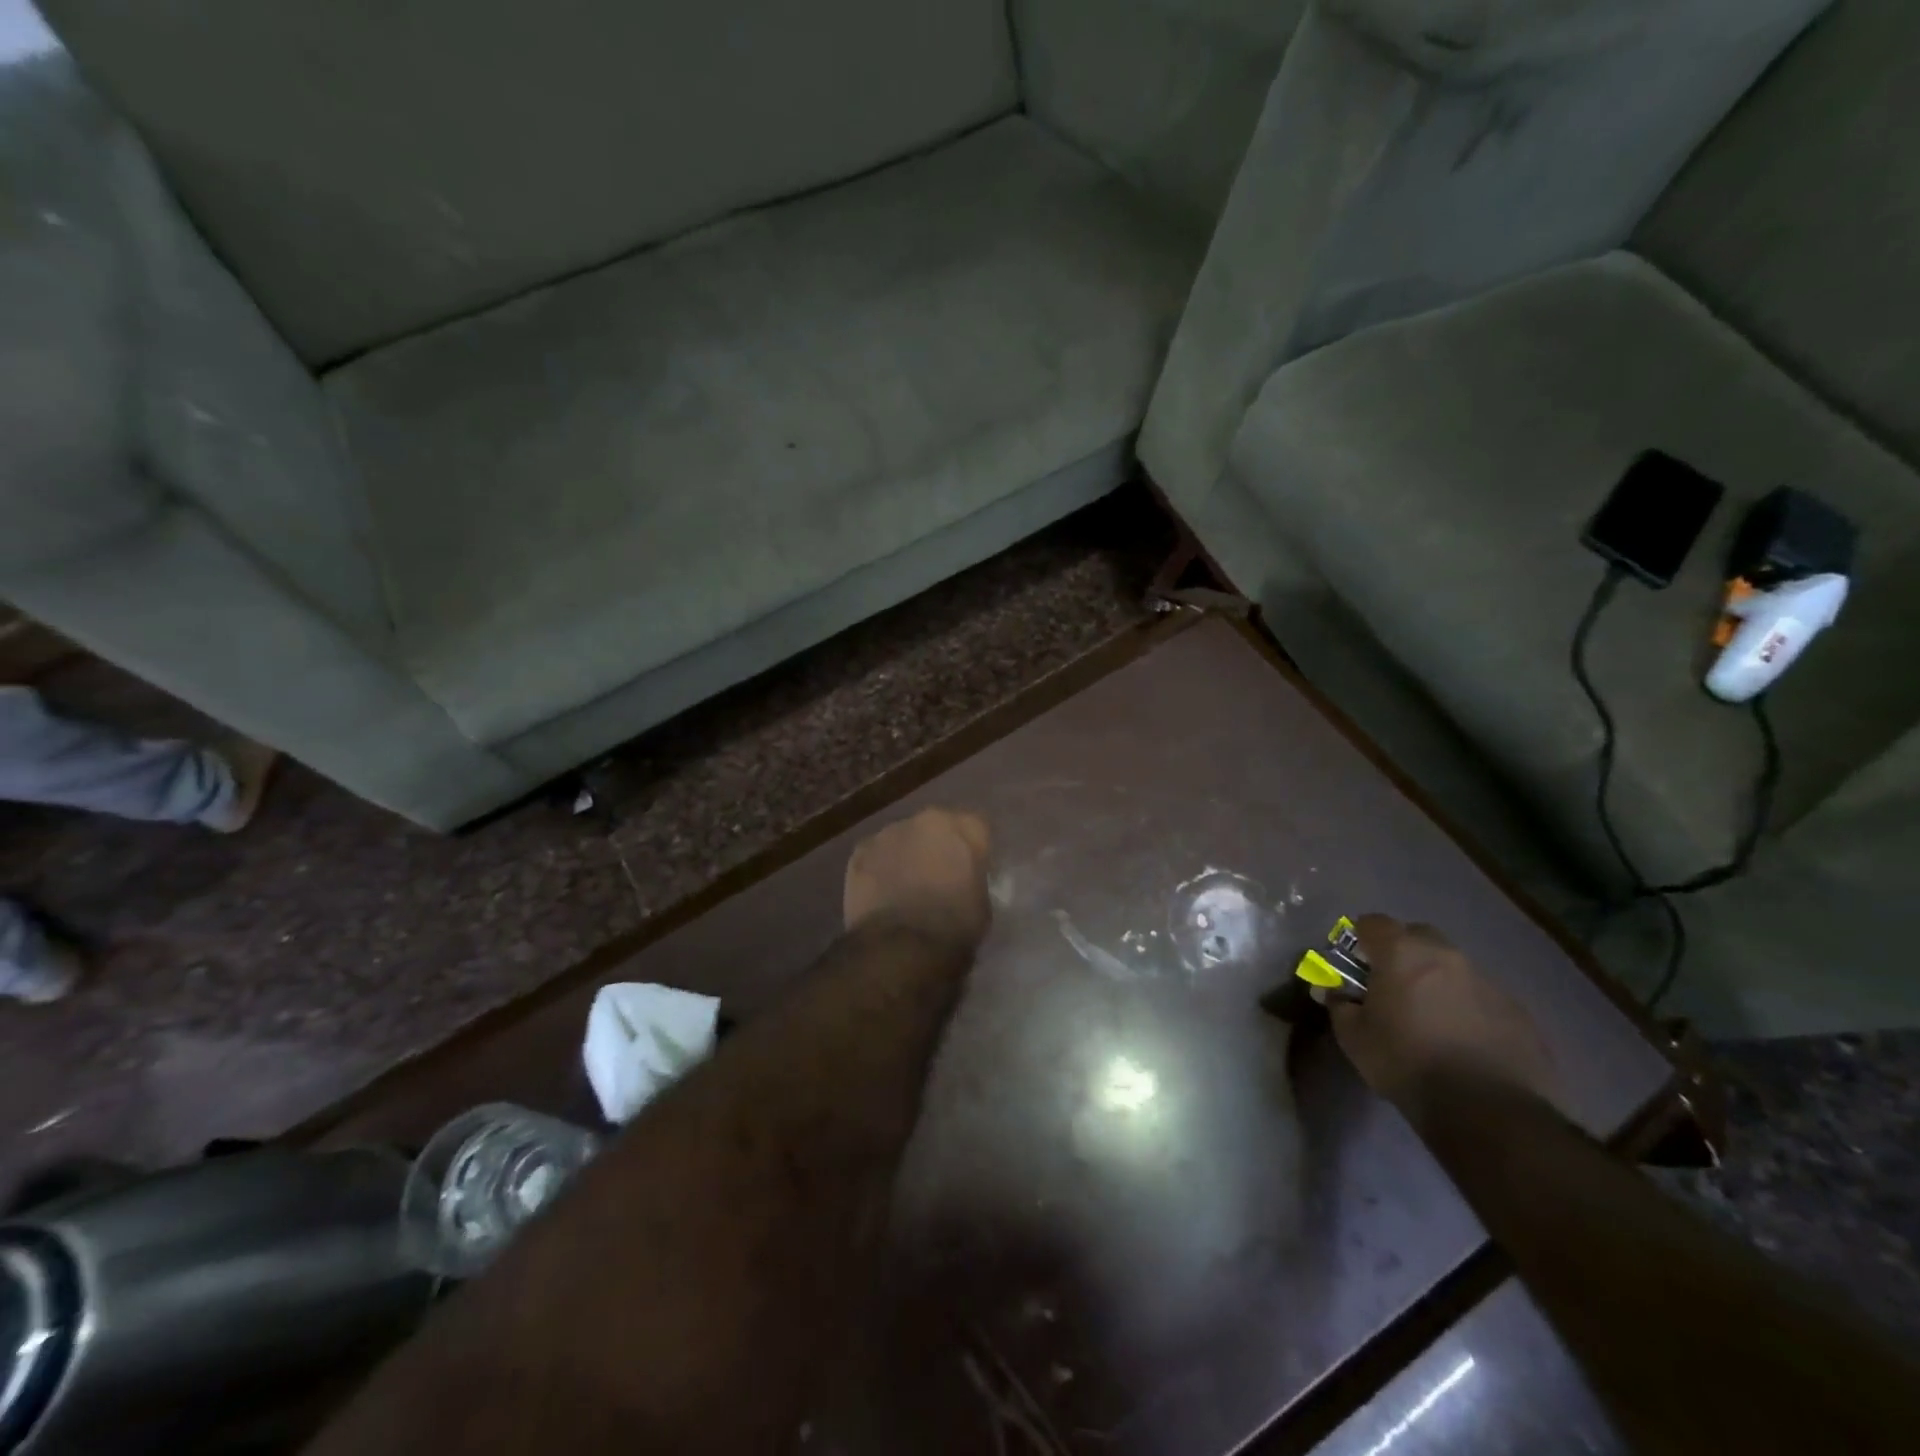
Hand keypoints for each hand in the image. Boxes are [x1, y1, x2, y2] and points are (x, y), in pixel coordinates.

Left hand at [844, 808, 991, 950]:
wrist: (899, 947)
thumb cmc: (953, 928)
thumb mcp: (983, 904)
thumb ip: (973, 879)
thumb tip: (961, 882)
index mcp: (963, 827)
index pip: (976, 828)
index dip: (975, 850)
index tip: (972, 871)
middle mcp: (924, 820)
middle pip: (935, 827)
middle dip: (937, 847)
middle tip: (938, 877)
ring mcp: (887, 833)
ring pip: (902, 839)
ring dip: (906, 855)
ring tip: (905, 888)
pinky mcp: (859, 852)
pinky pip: (875, 856)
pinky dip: (879, 869)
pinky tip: (881, 895)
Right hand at [1330, 915, 1557, 1121]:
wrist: (1488, 1111)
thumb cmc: (1407, 1063)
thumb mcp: (1354, 1037)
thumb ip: (1339, 1004)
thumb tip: (1333, 992)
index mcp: (1402, 953)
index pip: (1372, 922)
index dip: (1359, 939)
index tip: (1354, 965)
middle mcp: (1447, 956)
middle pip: (1417, 936)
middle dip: (1401, 953)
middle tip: (1391, 987)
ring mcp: (1488, 982)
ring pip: (1452, 967)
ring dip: (1436, 981)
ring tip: (1430, 1019)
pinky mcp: (1518, 1012)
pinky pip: (1482, 997)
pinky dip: (1467, 1007)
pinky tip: (1462, 1041)